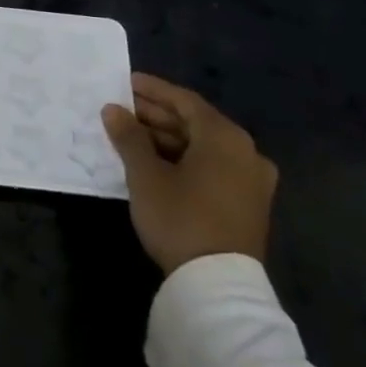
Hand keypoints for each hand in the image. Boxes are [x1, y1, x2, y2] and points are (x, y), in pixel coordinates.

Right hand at [102, 73, 276, 274]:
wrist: (218, 284)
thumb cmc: (180, 217)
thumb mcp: (146, 175)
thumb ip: (129, 137)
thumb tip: (113, 109)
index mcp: (226, 138)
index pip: (185, 101)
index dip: (152, 90)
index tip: (125, 82)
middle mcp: (247, 152)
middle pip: (196, 122)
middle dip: (157, 115)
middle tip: (121, 109)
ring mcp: (252, 180)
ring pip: (204, 147)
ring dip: (168, 138)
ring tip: (131, 135)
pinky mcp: (248, 203)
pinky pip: (213, 167)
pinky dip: (184, 159)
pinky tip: (155, 162)